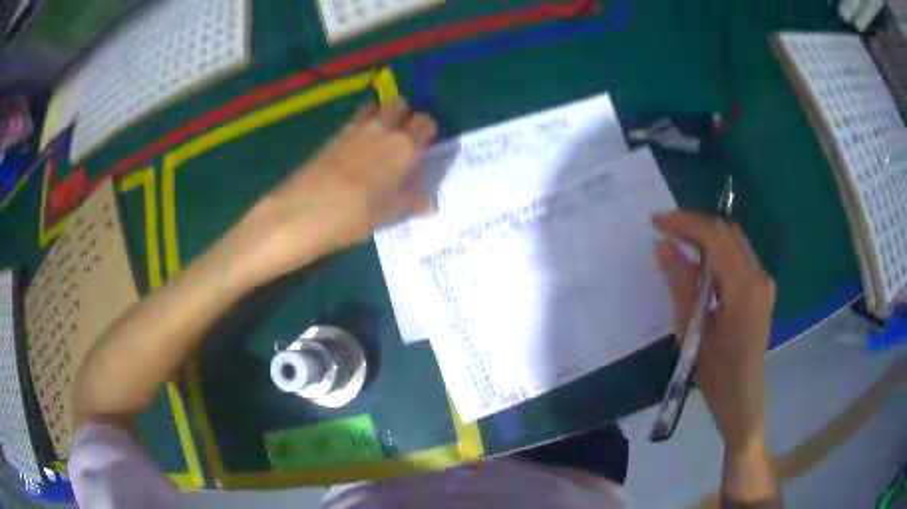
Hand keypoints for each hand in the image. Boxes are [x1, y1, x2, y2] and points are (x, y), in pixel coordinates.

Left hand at [217, 99, 436, 287]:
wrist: (303, 211)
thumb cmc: (355, 216)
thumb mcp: (388, 214)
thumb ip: (411, 202)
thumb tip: (430, 204)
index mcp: (404, 146)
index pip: (425, 122)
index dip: (426, 131)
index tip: (424, 145)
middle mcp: (382, 129)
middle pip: (399, 104)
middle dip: (404, 115)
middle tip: (402, 138)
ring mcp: (354, 128)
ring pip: (375, 107)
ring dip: (381, 116)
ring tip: (378, 140)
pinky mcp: (333, 135)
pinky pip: (355, 120)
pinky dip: (361, 125)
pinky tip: (355, 150)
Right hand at [652, 211, 775, 454]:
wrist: (743, 398)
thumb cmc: (716, 373)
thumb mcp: (692, 329)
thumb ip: (679, 283)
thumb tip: (663, 245)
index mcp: (744, 287)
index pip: (715, 236)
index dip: (685, 223)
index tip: (657, 221)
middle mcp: (759, 276)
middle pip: (727, 232)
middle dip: (694, 224)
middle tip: (664, 229)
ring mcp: (763, 281)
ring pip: (734, 241)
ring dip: (705, 236)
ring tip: (676, 241)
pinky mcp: (761, 288)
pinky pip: (738, 256)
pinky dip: (716, 251)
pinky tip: (698, 262)